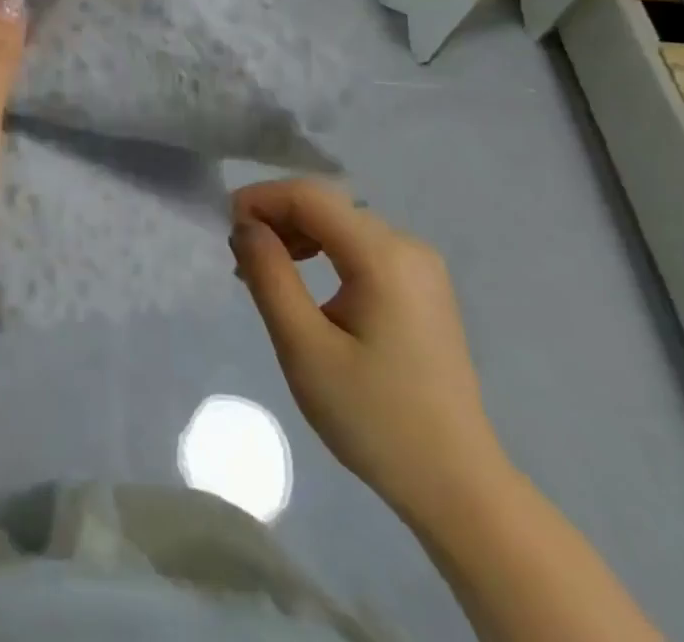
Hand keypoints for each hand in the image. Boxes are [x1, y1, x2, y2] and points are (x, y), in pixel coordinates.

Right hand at [231, 180, 511, 526]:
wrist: (458, 488)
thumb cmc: (375, 418)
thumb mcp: (304, 348)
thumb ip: (269, 275)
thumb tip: (245, 226)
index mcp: (384, 255)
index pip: (309, 196)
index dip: (261, 199)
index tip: (225, 228)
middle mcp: (407, 246)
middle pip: (326, 205)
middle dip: (276, 218)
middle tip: (240, 258)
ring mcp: (420, 266)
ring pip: (341, 223)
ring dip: (296, 234)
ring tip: (263, 272)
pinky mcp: (421, 287)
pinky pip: (361, 247)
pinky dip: (323, 251)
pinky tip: (303, 281)